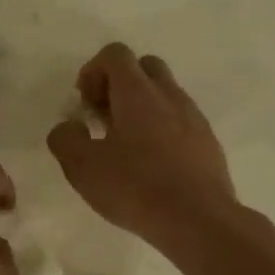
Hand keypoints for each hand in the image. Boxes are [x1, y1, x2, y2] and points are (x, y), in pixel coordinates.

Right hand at [48, 43, 237, 249]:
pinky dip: (163, 131)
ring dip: (142, 110)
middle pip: (144, 67)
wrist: (199, 220)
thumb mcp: (82, 167)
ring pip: (165, 95)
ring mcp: (194, 118)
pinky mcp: (209, 143)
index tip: (85, 106)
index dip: (93, 71)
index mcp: (138, 92)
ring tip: (126, 148)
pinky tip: (153, 167)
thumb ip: (65, 139)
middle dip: (120, 85)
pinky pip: (181, 122)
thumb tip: (68, 127)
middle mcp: (170, 95)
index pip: (116, 54)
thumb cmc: (136, 188)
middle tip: (104, 120)